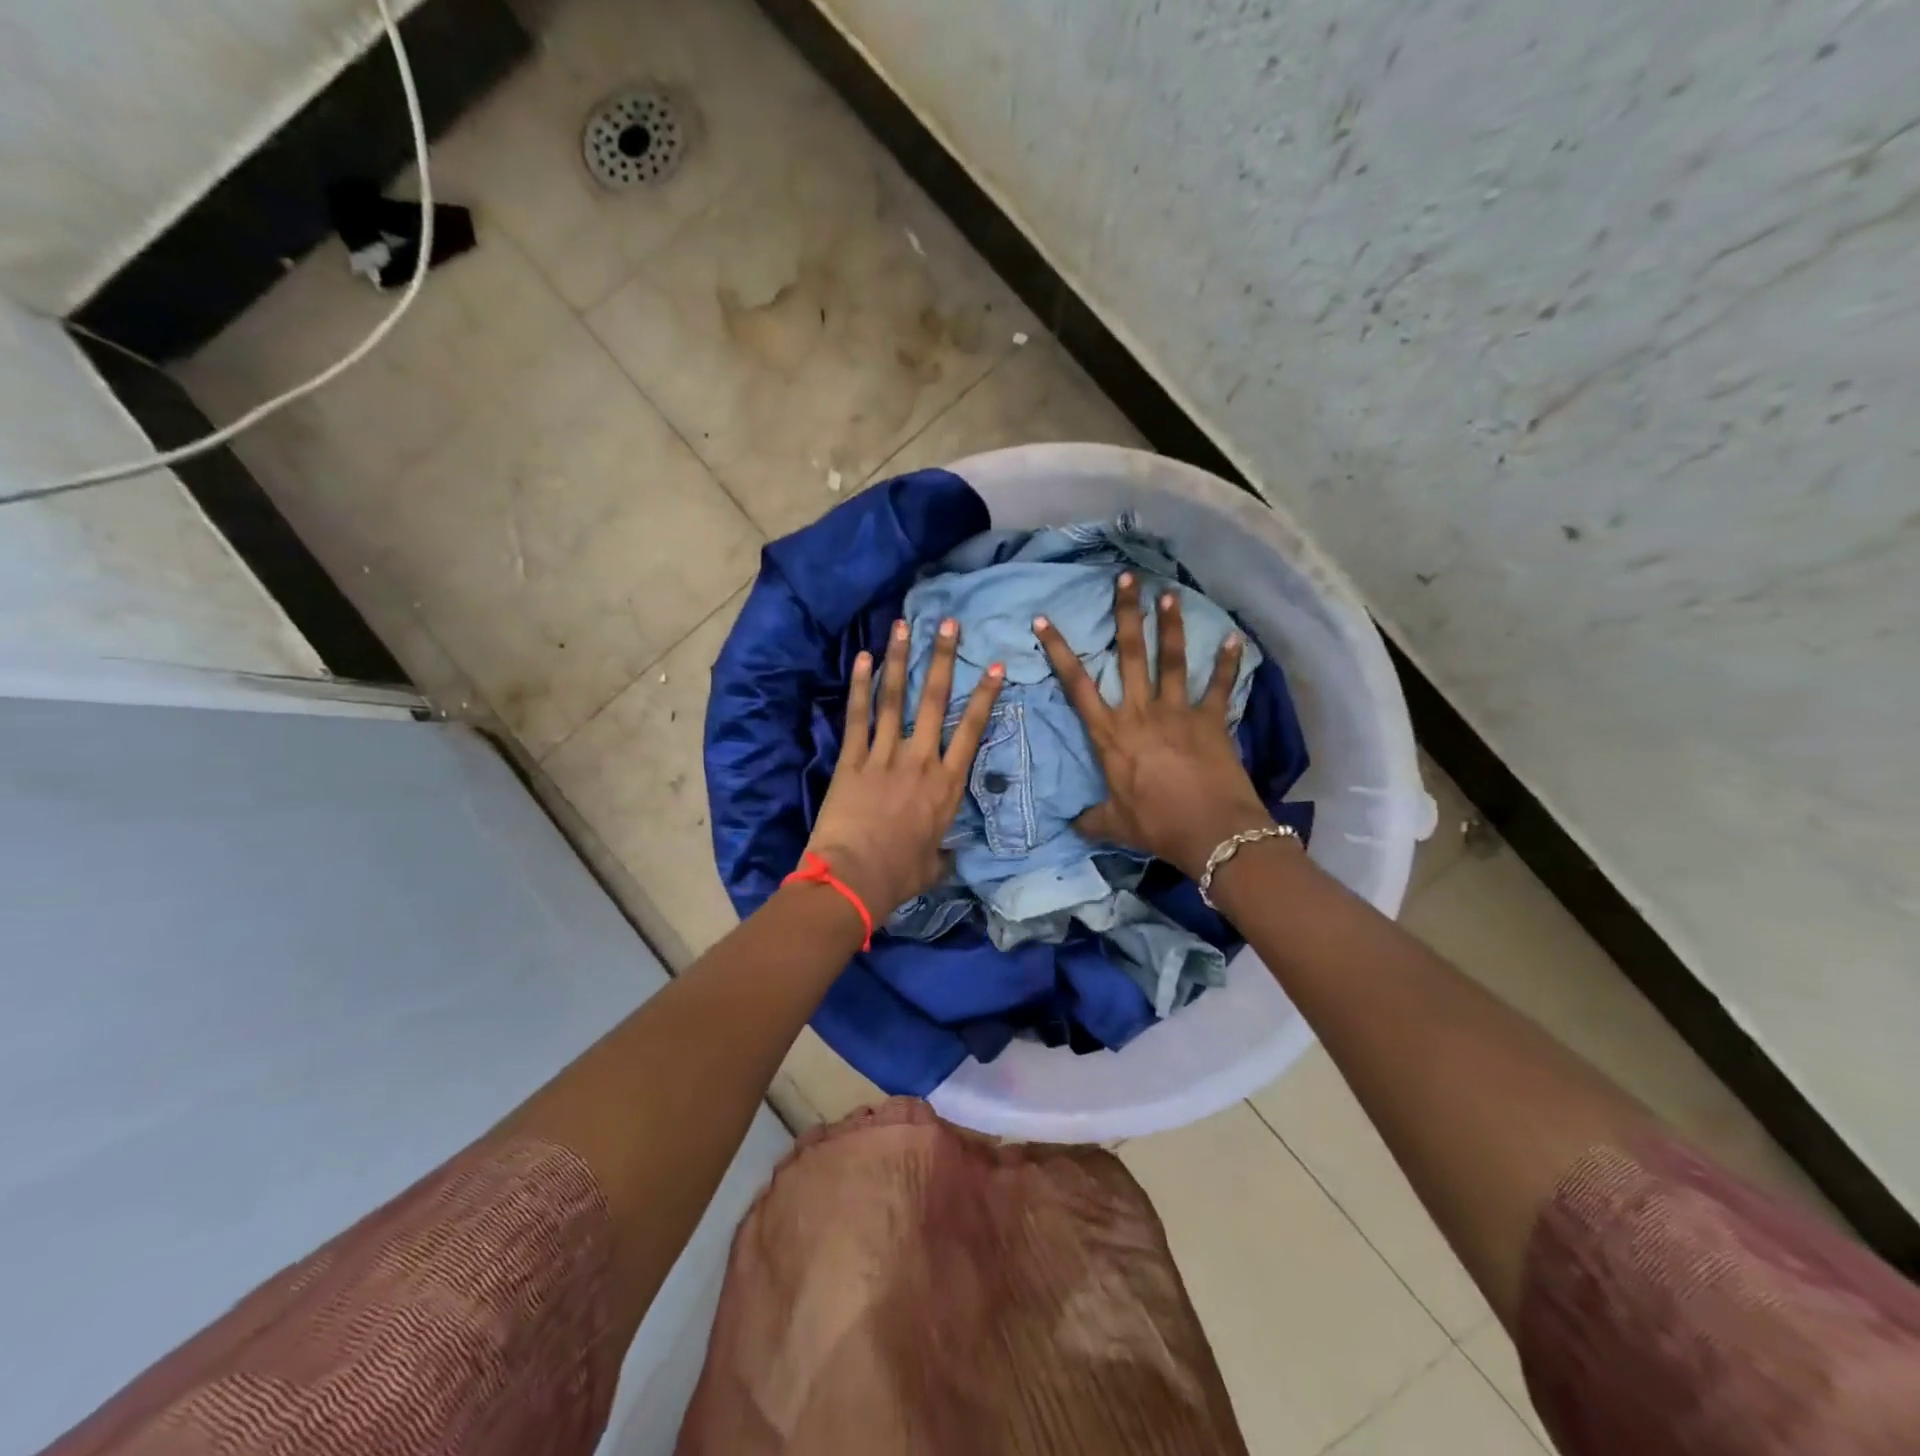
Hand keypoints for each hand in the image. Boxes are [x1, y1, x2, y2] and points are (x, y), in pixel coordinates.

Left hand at [805, 616, 1005, 920]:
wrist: (854, 878)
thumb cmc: (899, 876)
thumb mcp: (934, 866)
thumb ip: (945, 852)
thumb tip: (951, 855)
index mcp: (947, 785)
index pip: (972, 730)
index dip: (985, 696)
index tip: (995, 666)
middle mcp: (920, 760)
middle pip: (936, 701)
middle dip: (943, 658)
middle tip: (949, 624)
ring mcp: (885, 756)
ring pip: (896, 698)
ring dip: (900, 659)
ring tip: (903, 625)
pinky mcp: (852, 760)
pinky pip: (858, 717)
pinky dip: (860, 686)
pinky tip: (863, 658)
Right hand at [1034, 572, 1278, 879]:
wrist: (1211, 832)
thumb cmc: (1156, 825)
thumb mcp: (1114, 824)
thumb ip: (1091, 819)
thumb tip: (1071, 825)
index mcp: (1110, 734)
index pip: (1077, 685)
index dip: (1059, 651)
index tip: (1045, 620)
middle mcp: (1141, 712)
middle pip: (1129, 655)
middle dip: (1125, 614)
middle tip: (1125, 579)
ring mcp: (1178, 712)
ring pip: (1170, 659)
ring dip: (1169, 625)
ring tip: (1168, 593)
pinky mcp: (1211, 720)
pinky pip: (1220, 686)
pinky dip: (1228, 663)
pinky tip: (1236, 638)